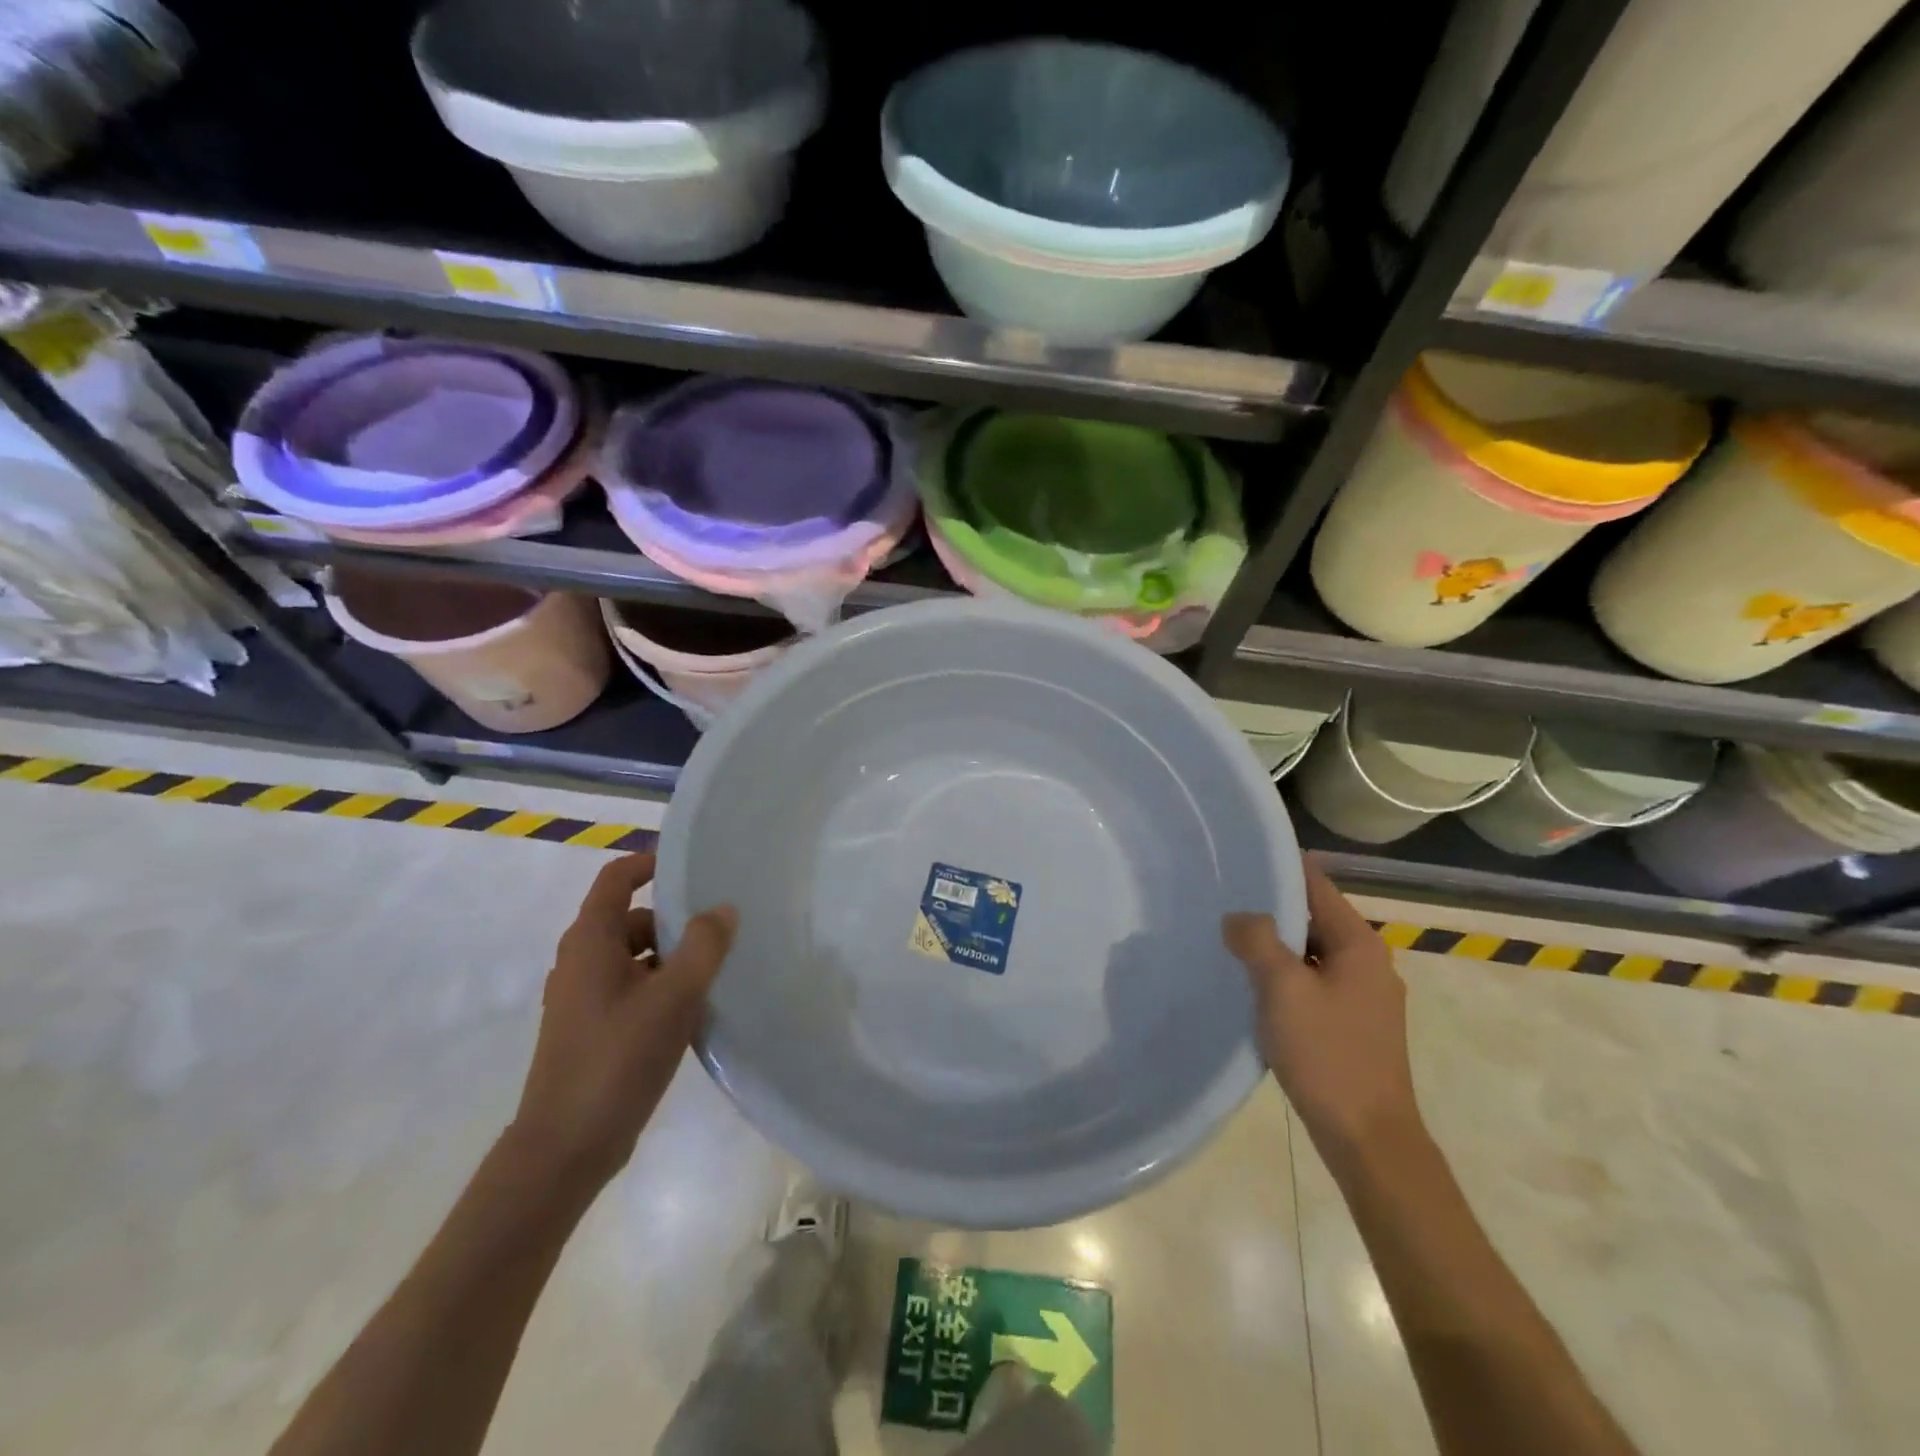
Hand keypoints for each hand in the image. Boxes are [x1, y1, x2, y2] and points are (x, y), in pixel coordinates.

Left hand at [510, 852, 737, 1193]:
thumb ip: (704, 946)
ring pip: (632, 957)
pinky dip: (658, 987)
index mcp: (590, 942)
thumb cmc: (617, 1059)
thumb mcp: (673, 997)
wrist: (565, 1148)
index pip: (616, 879)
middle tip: (718, 931)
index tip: (690, 865)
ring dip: (669, 957)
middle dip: (672, 920)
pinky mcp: (589, 1030)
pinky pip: (629, 988)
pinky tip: (690, 1012)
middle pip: (629, 919)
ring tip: (713, 973)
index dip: (649, 862)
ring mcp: (581, 999)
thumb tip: (723, 908)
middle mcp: (579, 962)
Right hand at [1223, 857, 1422, 1171]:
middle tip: (1222, 900)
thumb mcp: (1283, 989)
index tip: (1239, 856)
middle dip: (1271, 909)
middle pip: (1314, 918)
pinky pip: (1314, 982)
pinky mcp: (1354, 1024)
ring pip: (1311, 953)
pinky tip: (1253, 986)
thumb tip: (1238, 917)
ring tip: (1229, 939)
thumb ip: (1257, 941)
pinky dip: (1285, 976)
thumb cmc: (1327, 1055)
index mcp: (1359, 944)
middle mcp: (1368, 962)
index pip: (1317, 885)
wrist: (1368, 1138)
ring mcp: (1364, 996)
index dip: (1279, 867)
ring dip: (1276, 946)